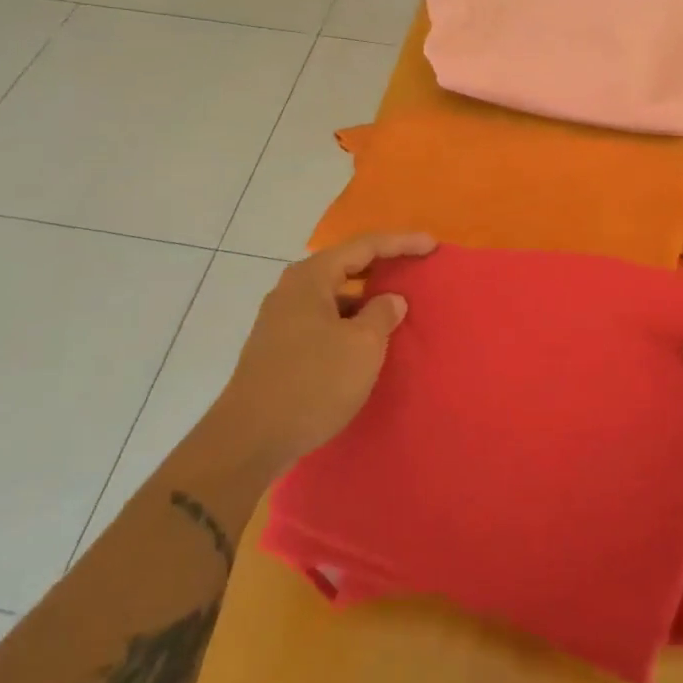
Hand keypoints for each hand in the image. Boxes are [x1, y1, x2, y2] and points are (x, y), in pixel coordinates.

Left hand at [204, 232, 435, 476]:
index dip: (401, 243)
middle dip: (381, 266)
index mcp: (311, 277)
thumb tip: (390, 299)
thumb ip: (382, 314)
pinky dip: (348, 321)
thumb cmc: (313, 382)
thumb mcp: (362, 346)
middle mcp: (292, 290)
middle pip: (345, 265)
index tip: (432, 245)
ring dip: (364, 298)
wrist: (250, 439)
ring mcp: (281, 319)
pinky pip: (323, 320)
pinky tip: (364, 340)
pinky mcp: (278, 347)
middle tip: (414, 268)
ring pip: (333, 295)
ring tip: (395, 308)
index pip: (364, 246)